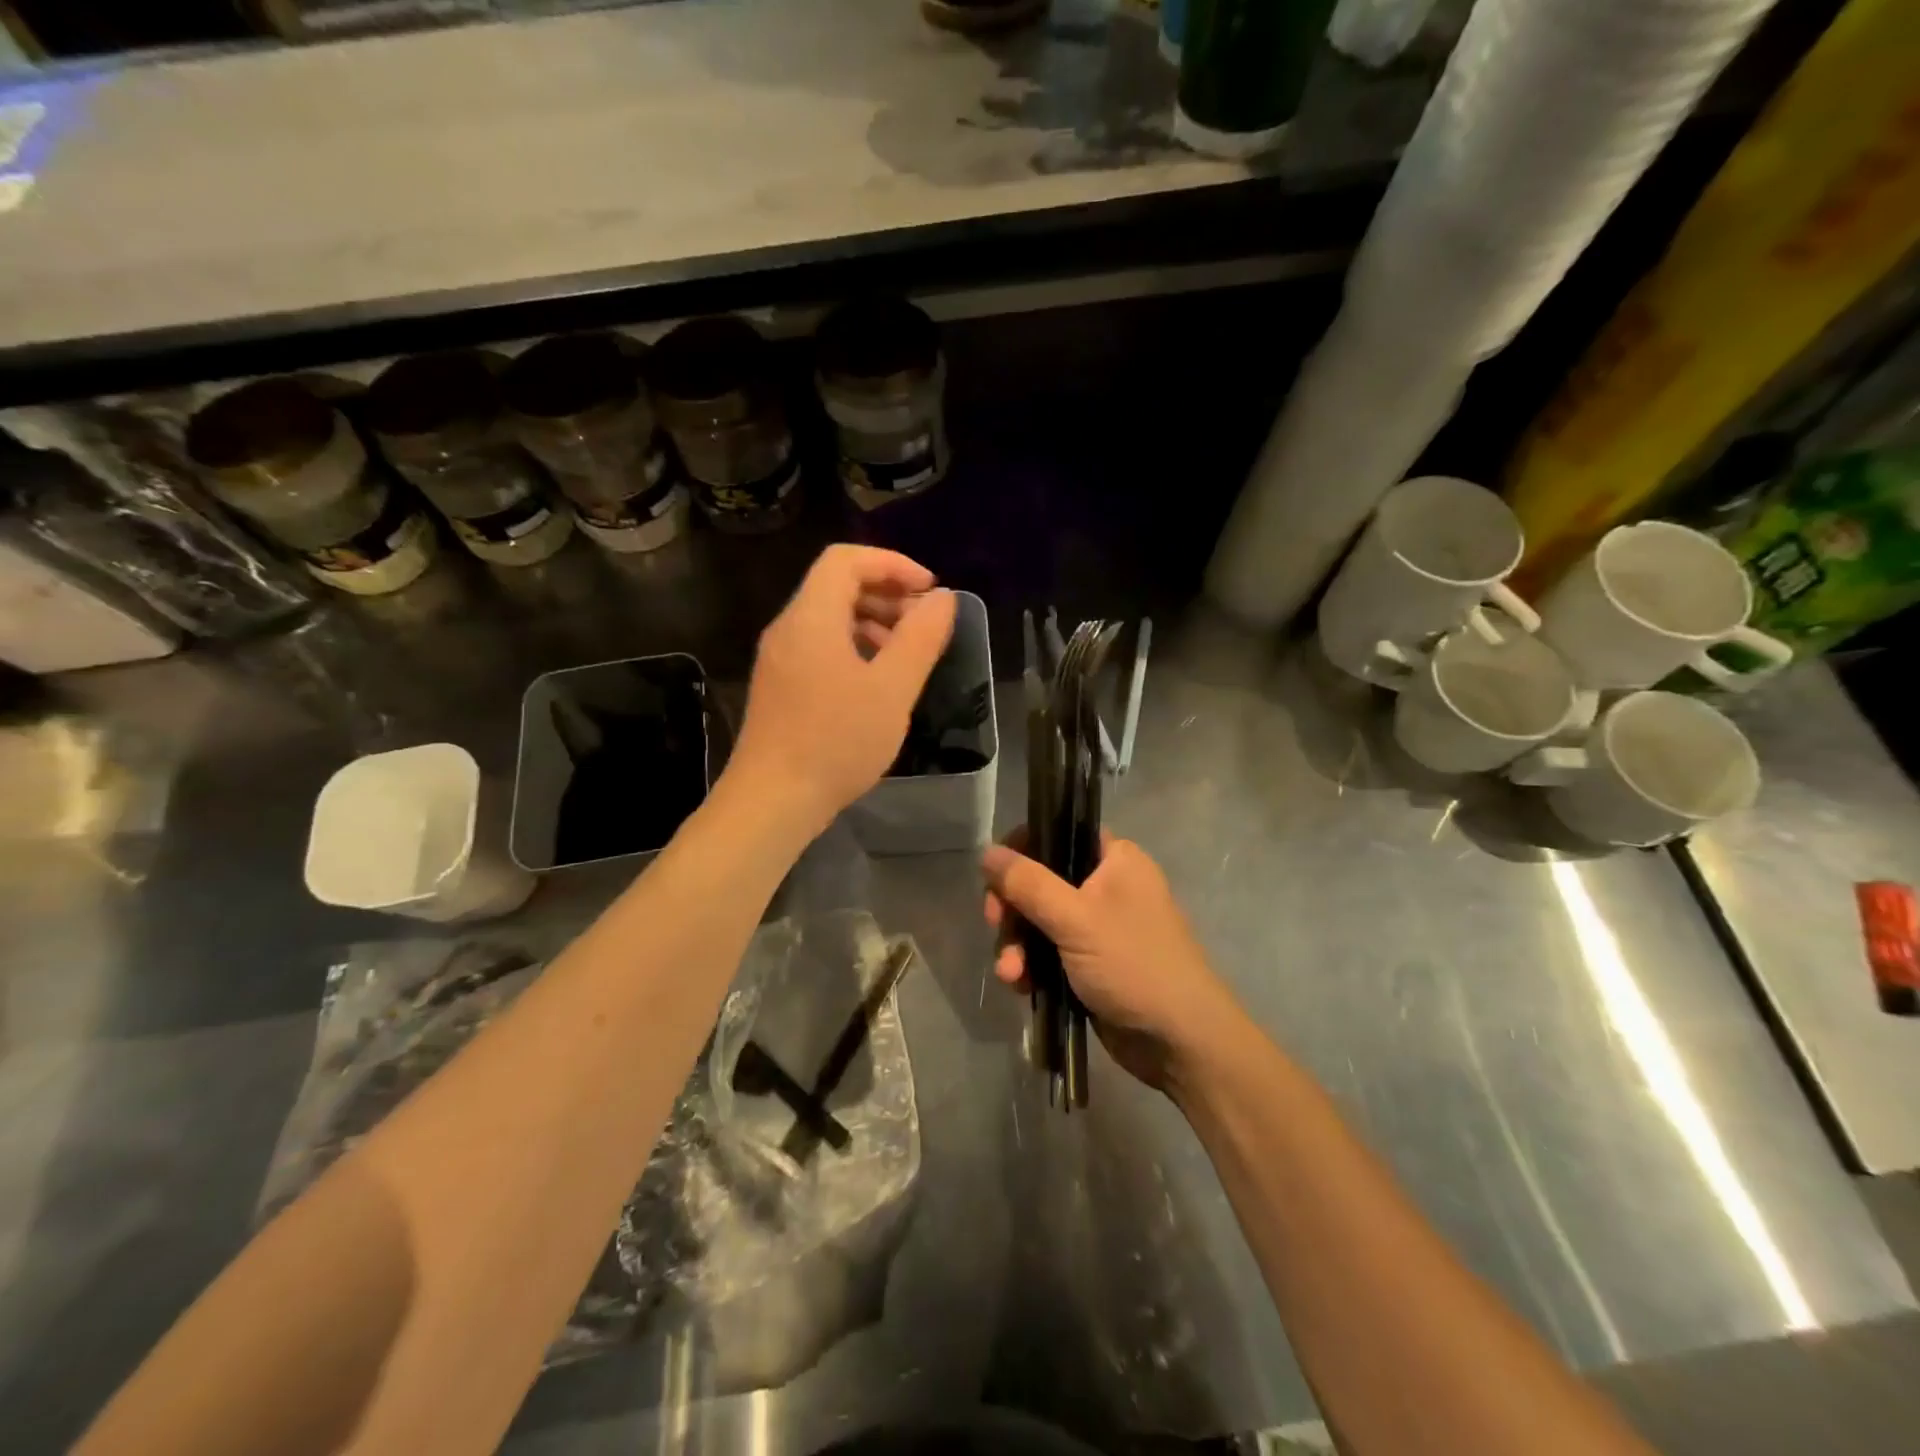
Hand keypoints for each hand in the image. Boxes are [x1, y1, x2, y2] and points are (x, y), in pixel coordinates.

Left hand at [729, 545, 956, 832]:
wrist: (772, 800)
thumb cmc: (836, 742)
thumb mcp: (892, 689)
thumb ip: (921, 638)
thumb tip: (942, 598)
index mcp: (811, 617)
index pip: (846, 560)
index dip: (893, 564)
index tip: (930, 591)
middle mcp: (788, 628)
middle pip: (836, 585)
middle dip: (886, 594)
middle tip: (924, 624)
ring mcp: (779, 659)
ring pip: (828, 618)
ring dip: (872, 622)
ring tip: (906, 655)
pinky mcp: (779, 686)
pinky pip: (819, 646)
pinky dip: (853, 648)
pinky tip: (876, 682)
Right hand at [982, 832, 1243, 1091]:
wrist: (1179, 1041)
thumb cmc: (1133, 964)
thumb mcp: (1076, 918)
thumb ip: (1029, 884)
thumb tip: (987, 852)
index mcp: (1115, 860)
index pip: (1059, 833)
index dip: (1023, 849)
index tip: (998, 875)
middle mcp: (1106, 886)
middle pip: (1040, 880)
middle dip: (1013, 908)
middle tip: (996, 925)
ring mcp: (1097, 927)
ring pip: (1039, 920)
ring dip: (1017, 944)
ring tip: (1011, 974)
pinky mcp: (1088, 964)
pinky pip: (1047, 952)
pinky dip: (1031, 966)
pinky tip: (1020, 986)